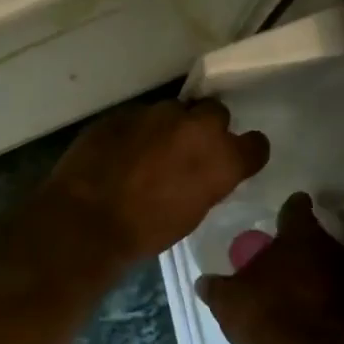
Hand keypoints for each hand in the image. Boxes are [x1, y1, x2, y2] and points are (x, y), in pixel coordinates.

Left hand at [38, 99, 268, 267]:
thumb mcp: (193, 213)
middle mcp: (196, 127)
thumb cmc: (145, 232)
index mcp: (222, 158)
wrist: (87, 220)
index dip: (244, 152)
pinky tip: (121, 151)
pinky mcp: (123, 111)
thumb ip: (208, 182)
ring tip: (148, 151)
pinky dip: (136, 131)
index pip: (256, 144)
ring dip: (167, 127)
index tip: (234, 159)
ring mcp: (157, 113)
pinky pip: (139, 116)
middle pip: (215, 113)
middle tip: (187, 150)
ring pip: (173, 111)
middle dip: (205, 128)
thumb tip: (205, 172)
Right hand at [196, 193, 343, 343]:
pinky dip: (322, 300)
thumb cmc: (267, 313)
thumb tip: (204, 282)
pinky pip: (335, 296)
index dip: (288, 209)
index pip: (296, 207)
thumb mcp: (227, 300)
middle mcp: (331, 248)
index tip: (283, 212)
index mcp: (300, 234)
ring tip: (290, 288)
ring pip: (328, 267)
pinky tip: (303, 313)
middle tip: (279, 258)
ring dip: (313, 275)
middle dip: (299, 247)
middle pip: (315, 238)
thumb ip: (216, 287)